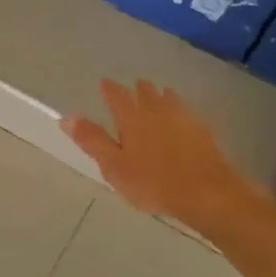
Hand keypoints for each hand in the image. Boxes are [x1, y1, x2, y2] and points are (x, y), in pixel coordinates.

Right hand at [62, 78, 263, 231]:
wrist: (208, 193)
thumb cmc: (153, 182)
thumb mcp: (114, 166)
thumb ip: (92, 140)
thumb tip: (67, 116)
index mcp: (132, 117)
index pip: (117, 95)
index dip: (109, 89)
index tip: (104, 83)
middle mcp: (158, 111)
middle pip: (146, 92)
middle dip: (138, 88)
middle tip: (133, 86)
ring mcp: (184, 119)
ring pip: (169, 99)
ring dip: (161, 94)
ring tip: (159, 93)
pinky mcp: (204, 132)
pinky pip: (188, 112)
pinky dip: (181, 109)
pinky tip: (184, 116)